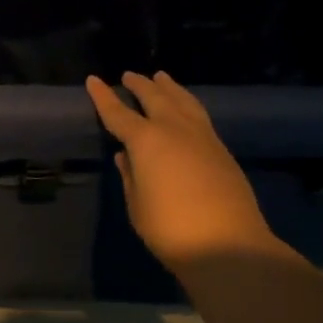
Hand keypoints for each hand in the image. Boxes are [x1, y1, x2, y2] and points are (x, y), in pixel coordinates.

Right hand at [85, 70, 287, 270]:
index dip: (103, 96)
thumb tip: (126, 156)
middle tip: (129, 75)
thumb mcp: (137, 205)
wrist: (230, 246)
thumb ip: (130, 176)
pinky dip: (187, 104)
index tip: (93, 80)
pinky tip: (186, 108)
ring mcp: (202, 137)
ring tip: (161, 77)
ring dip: (169, 88)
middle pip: (154, 97)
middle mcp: (173, 129)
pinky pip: (199, 115)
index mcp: (145, 140)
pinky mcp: (222, 150)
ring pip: (182, 101)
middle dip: (139, 84)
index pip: (117, 112)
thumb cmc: (171, 229)